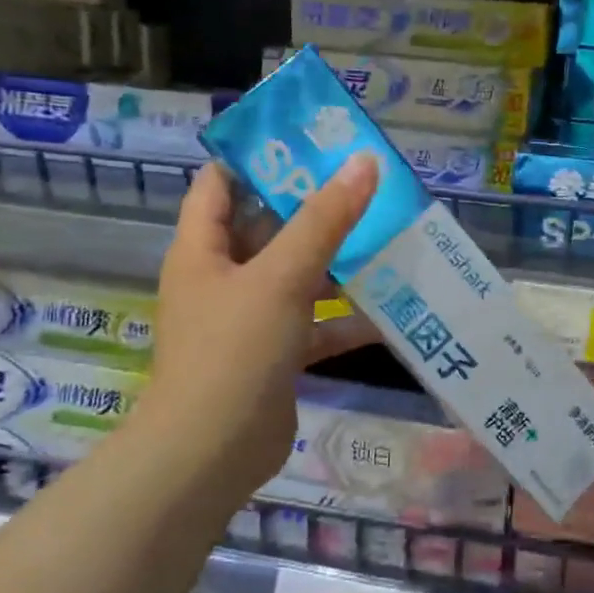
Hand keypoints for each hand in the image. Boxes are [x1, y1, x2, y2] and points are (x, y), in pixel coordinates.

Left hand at [129, 157, 378, 498]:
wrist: (212, 454)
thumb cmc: (234, 350)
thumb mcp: (282, 277)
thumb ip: (325, 220)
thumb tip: (364, 163)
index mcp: (203, 250)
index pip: (220, 183)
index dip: (258, 156)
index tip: (310, 139)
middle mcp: (223, 278)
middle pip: (269, 227)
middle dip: (315, 207)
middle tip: (367, 183)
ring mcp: (250, 319)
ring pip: (299, 277)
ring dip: (339, 263)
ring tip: (389, 237)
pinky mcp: (276, 355)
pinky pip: (315, 324)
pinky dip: (346, 319)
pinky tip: (390, 310)